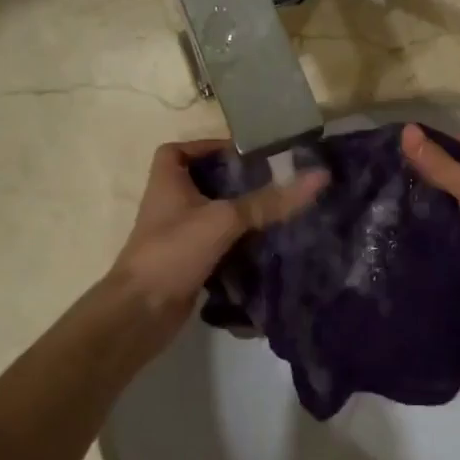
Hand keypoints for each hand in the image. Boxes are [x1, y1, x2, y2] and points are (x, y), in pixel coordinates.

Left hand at [108, 139, 326, 329]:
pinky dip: (239, 244)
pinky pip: (218, 245)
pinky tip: (267, 246)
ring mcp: (178, 236)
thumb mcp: (224, 219)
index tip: (243, 155)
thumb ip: (269, 201)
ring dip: (241, 214)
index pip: (179, 150)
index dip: (206, 147)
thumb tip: (319, 176)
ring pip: (213, 216)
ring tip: (278, 210)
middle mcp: (170, 205)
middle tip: (273, 182)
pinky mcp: (188, 263)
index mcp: (167, 182)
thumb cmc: (174, 251)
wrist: (141, 312)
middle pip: (203, 183)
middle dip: (236, 182)